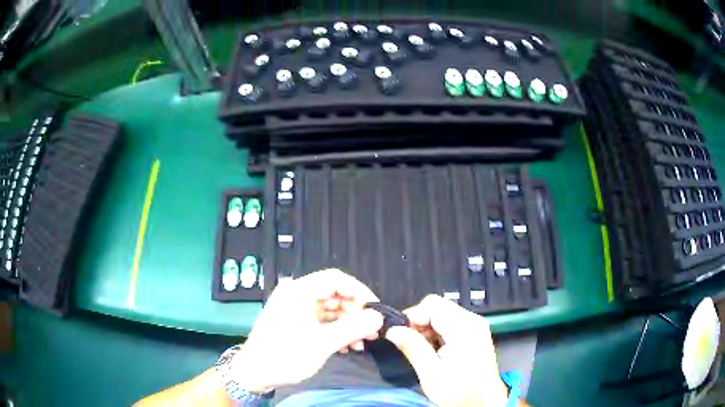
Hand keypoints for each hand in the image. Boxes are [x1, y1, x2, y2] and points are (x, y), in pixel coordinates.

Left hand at [231, 269, 383, 392]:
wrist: (254, 373)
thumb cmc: (285, 355)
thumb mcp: (322, 344)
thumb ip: (353, 328)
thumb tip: (378, 318)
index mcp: (299, 291)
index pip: (335, 279)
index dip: (359, 291)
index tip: (374, 309)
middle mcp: (296, 295)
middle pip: (334, 294)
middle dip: (355, 313)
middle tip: (371, 331)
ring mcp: (295, 308)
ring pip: (330, 309)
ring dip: (348, 324)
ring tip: (361, 343)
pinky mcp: (295, 321)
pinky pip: (321, 320)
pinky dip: (336, 330)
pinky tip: (347, 346)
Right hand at [386, 295, 507, 406]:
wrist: (482, 403)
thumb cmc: (460, 392)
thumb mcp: (431, 373)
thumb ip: (412, 347)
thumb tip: (393, 331)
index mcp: (464, 327)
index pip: (432, 304)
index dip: (412, 316)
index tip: (399, 333)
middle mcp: (472, 321)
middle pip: (437, 307)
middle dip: (419, 323)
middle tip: (408, 344)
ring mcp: (475, 327)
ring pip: (442, 315)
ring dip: (427, 329)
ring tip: (422, 351)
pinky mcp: (474, 334)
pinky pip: (450, 324)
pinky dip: (437, 334)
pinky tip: (434, 351)